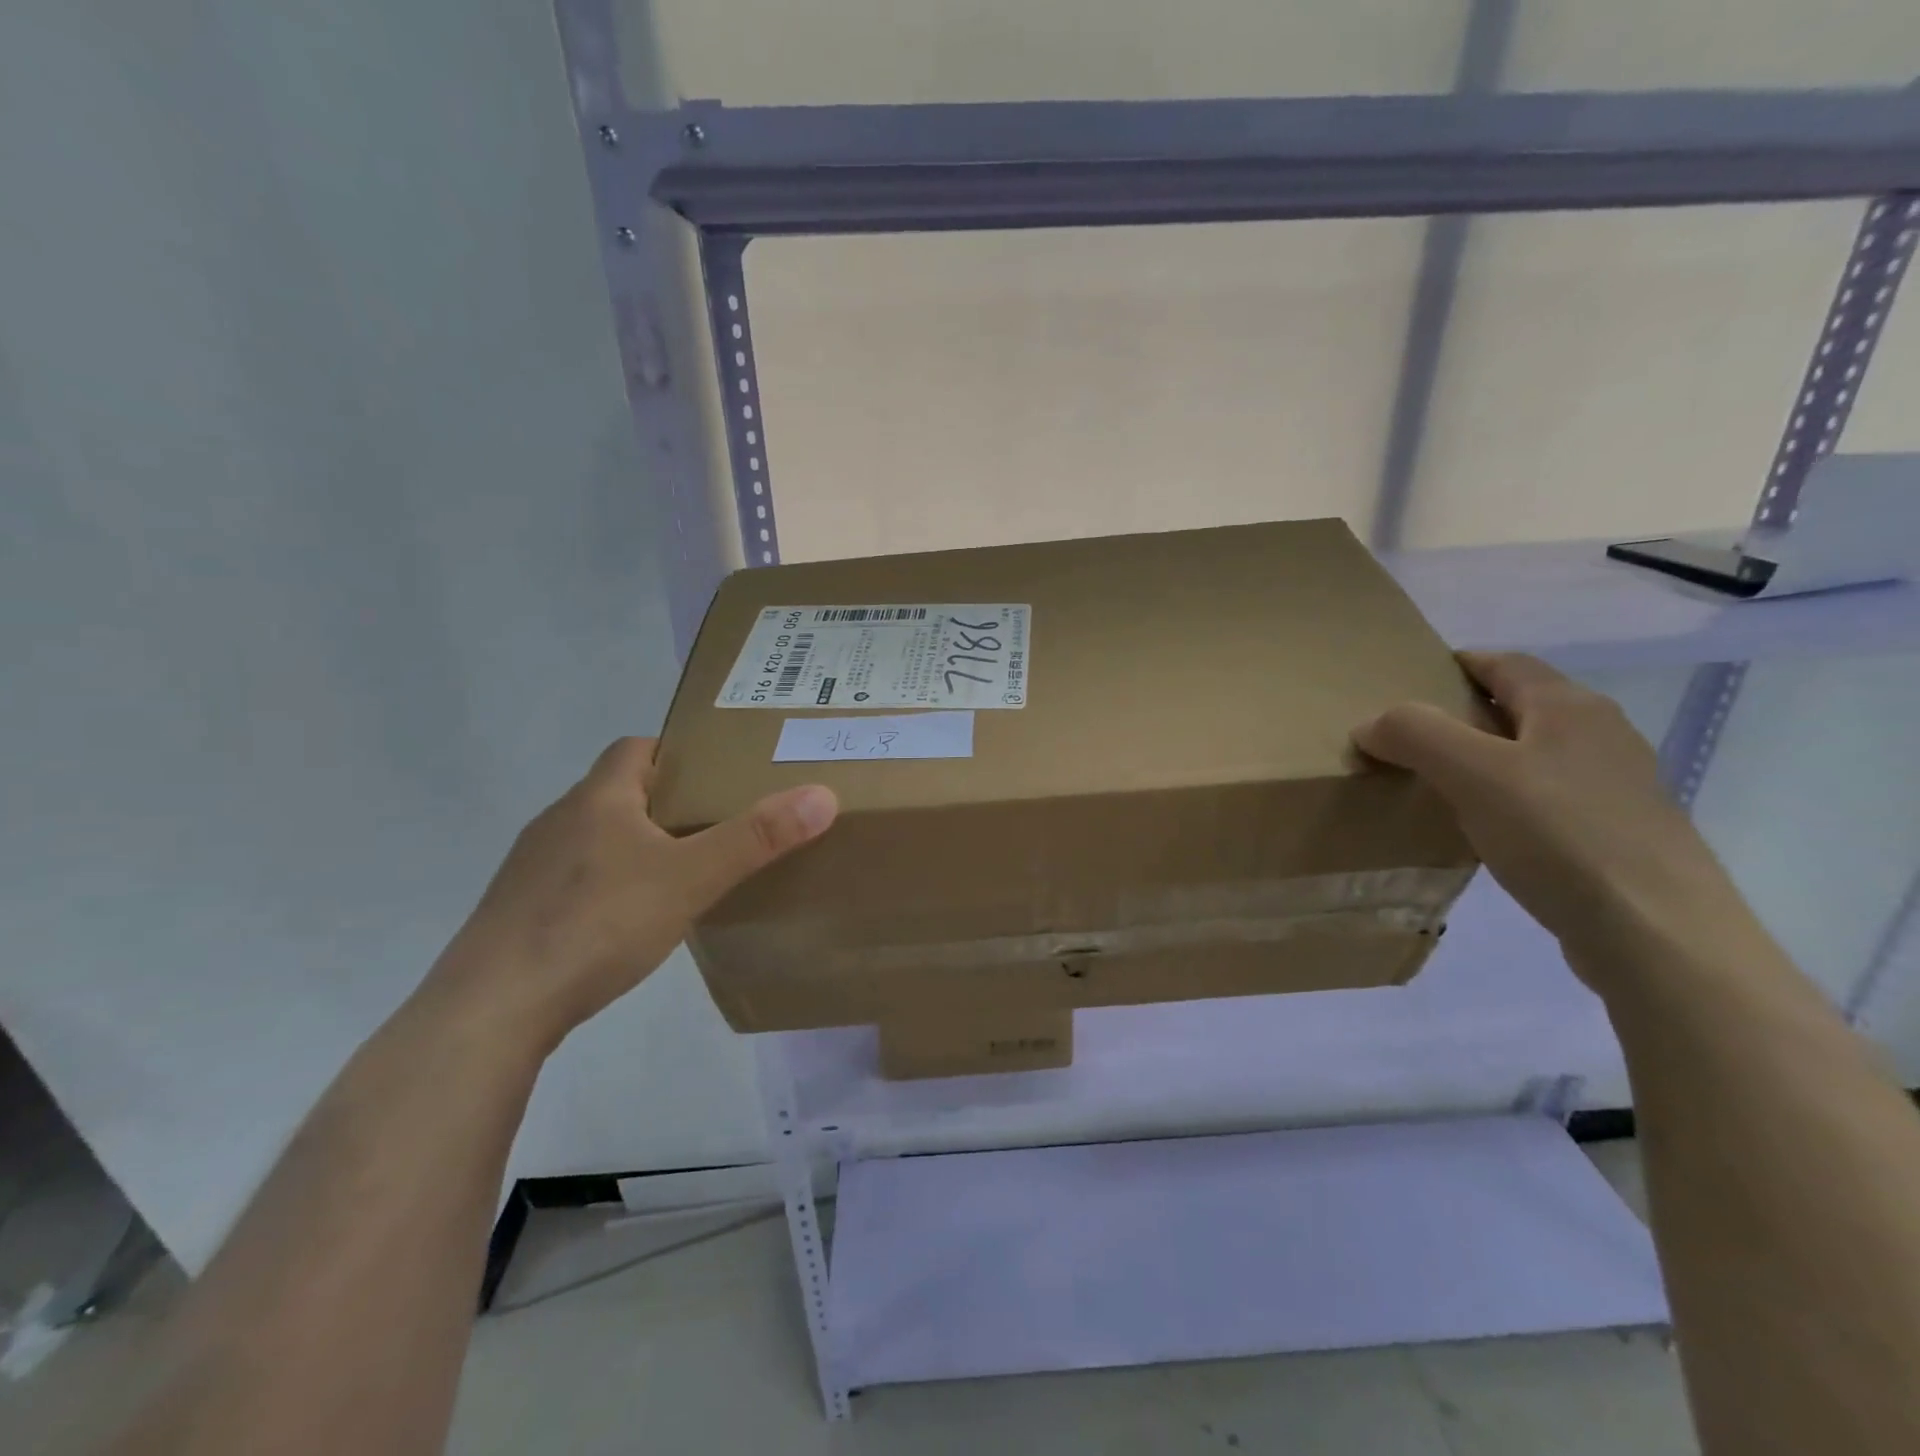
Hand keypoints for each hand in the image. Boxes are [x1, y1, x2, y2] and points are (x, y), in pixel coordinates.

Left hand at [422, 738, 835, 1053]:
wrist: (493, 1008)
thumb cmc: (597, 923)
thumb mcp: (690, 877)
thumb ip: (756, 837)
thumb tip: (822, 794)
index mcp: (599, 798)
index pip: (638, 748)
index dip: (678, 753)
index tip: (718, 775)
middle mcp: (560, 820)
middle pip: (621, 791)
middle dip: (668, 801)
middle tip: (718, 824)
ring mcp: (533, 867)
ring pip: (598, 837)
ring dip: (637, 844)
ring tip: (684, 872)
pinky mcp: (521, 911)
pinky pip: (577, 879)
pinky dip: (610, 885)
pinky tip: (631, 920)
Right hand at [1353, 652, 1749, 984]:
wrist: (1657, 935)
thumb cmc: (1561, 836)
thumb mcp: (1472, 774)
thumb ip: (1415, 734)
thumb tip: (1370, 723)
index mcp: (1570, 708)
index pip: (1505, 662)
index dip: (1457, 663)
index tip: (1410, 679)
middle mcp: (1600, 735)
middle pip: (1521, 706)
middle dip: (1465, 712)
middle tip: (1409, 735)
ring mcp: (1615, 787)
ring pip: (1534, 753)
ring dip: (1485, 758)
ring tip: (1436, 783)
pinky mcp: (1616, 833)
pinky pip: (1547, 797)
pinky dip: (1508, 798)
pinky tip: (1483, 829)